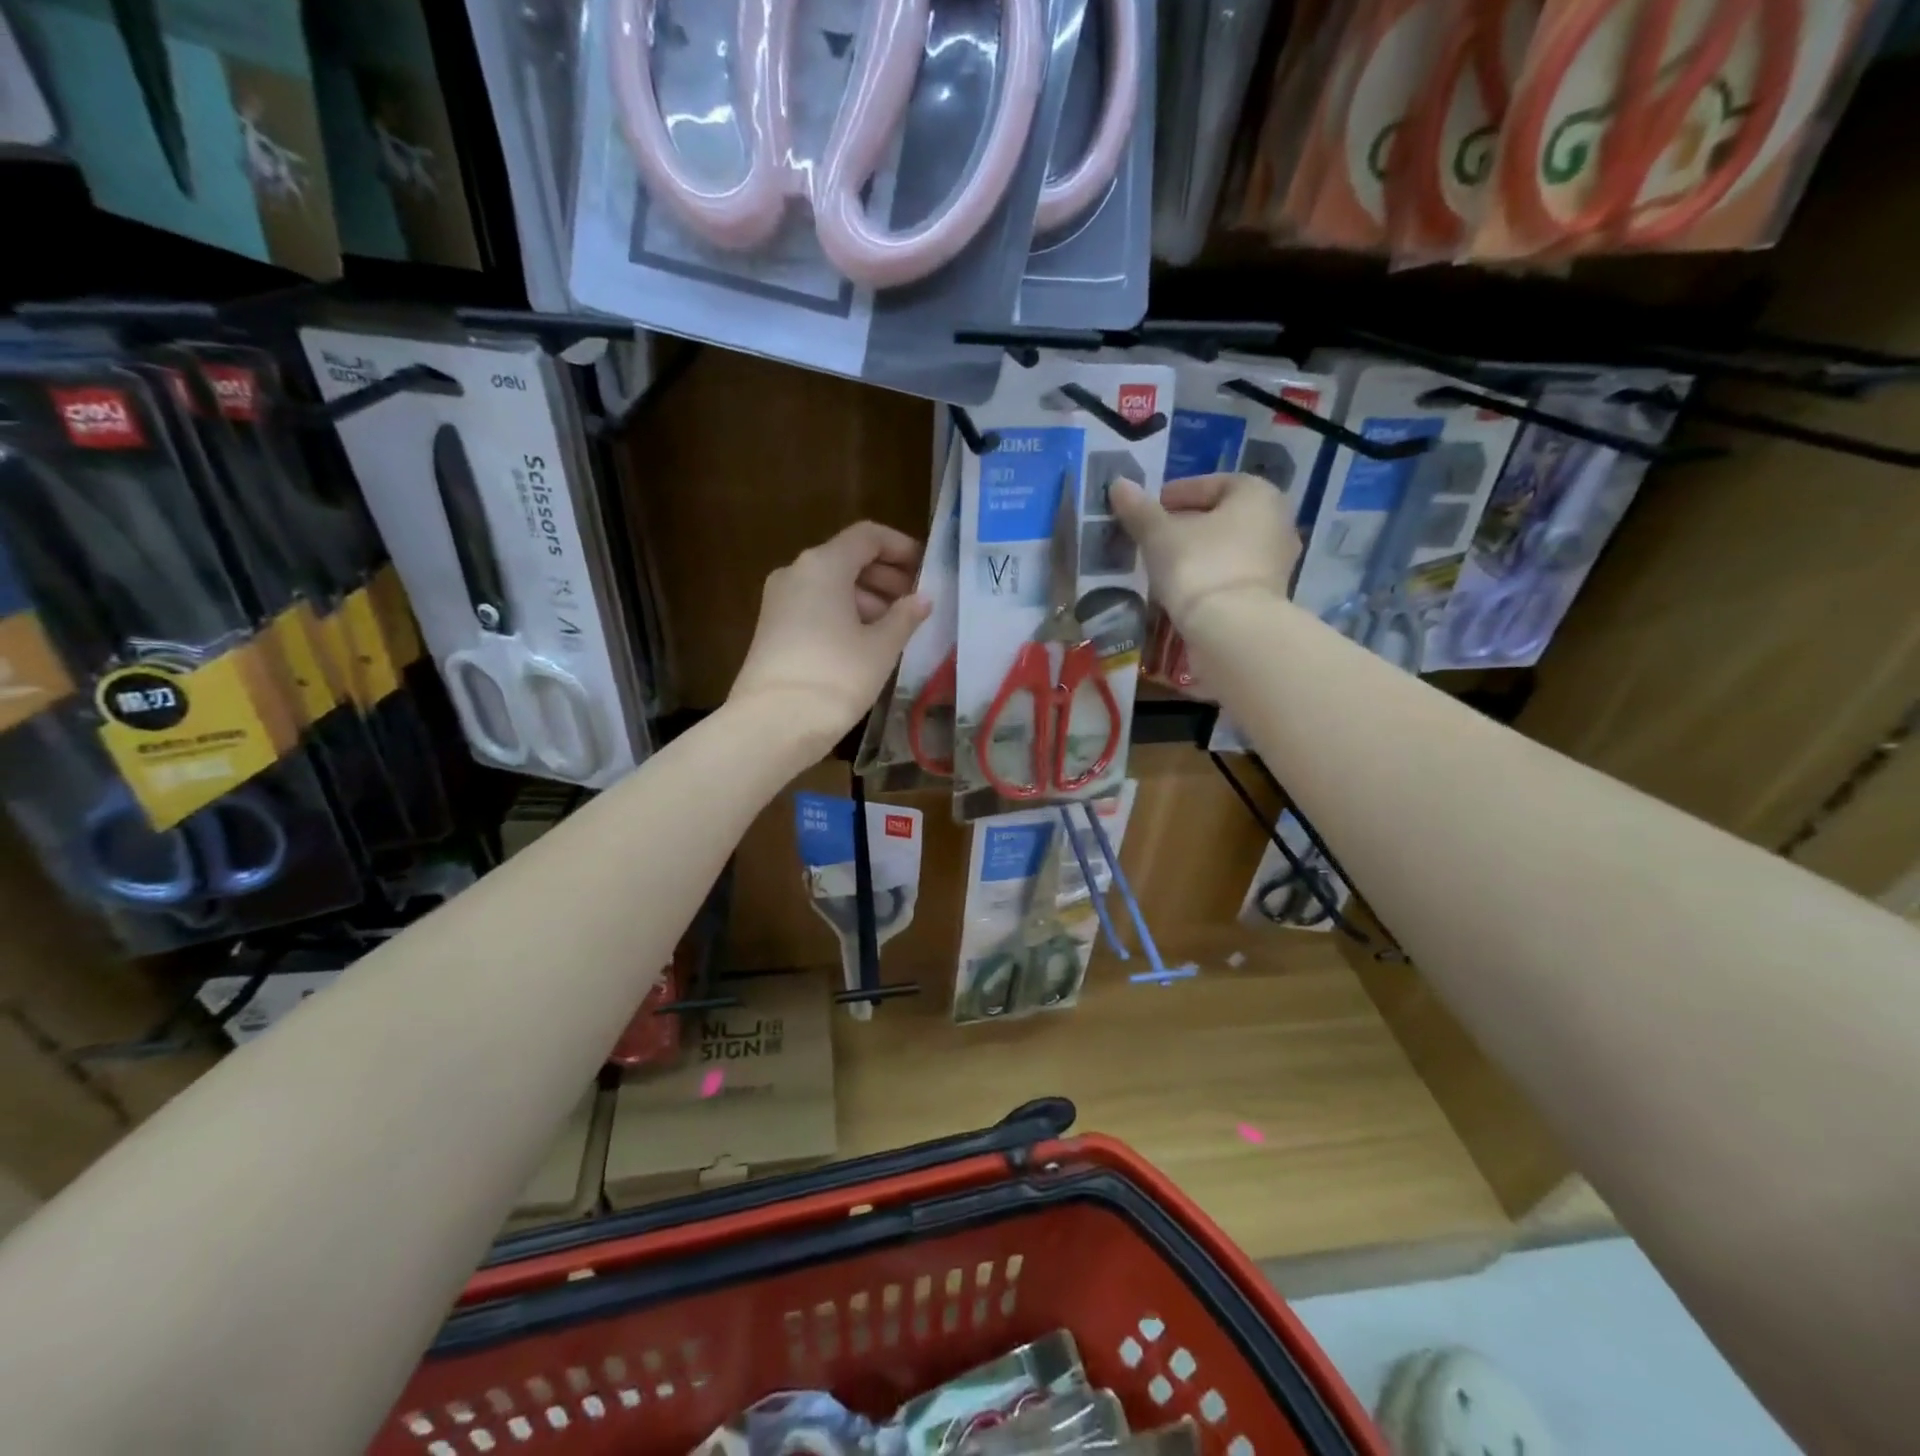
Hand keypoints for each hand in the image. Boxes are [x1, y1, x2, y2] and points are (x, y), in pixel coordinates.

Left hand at [729, 521, 930, 748]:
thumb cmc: (836, 677)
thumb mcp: (881, 647)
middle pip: (847, 559)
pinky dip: (843, 613)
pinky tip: (865, 642)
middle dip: (884, 576)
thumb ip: (905, 617)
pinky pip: (815, 606)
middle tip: (915, 601)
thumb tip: (923, 598)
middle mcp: (796, 573)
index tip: (925, 569)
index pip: (867, 537)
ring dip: (866, 597)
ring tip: (895, 627)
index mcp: (824, 565)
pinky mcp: (773, 628)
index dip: (900, 547)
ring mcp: (780, 600)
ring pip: (830, 584)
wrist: (774, 723)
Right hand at [1110, 474, 1300, 624]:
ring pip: (1227, 548)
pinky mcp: (1268, 596)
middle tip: (1153, 538)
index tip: (1150, 511)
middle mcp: (1277, 522)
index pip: (1211, 484)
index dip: (1176, 494)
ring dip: (1198, 553)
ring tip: (1163, 566)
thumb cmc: (1198, 566)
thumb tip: (1119, 485)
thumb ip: (1139, 510)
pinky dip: (1208, 577)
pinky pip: (1231, 576)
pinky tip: (1183, 589)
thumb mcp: (1159, 535)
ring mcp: (1277, 562)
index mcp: (1257, 494)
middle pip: (1222, 517)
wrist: (1231, 631)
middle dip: (1187, 525)